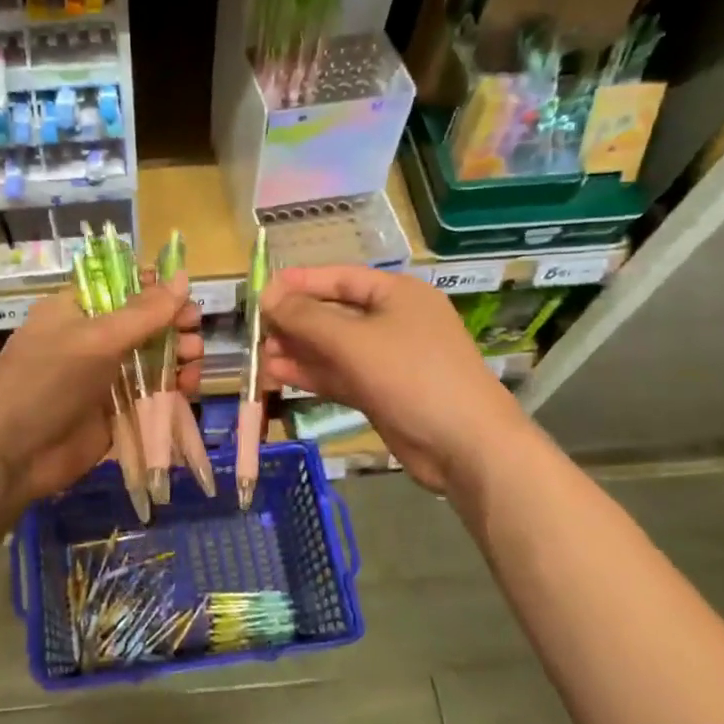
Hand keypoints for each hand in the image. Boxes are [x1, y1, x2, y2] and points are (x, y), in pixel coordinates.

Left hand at [0, 274, 201, 507]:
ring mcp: (104, 377)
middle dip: (174, 325)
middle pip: (144, 324)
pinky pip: (151, 393)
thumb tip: (182, 277)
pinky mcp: (115, 411)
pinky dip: (172, 389)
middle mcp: (92, 339)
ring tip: (193, 362)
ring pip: (152, 359)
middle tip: (194, 333)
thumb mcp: (96, 339)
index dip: (156, 288)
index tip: (185, 296)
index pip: (123, 287)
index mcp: (77, 310)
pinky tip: (188, 389)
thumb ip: (144, 312)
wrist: (11, 454)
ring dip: (178, 357)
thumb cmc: (47, 381)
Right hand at [260, 265, 522, 493]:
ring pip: (334, 348)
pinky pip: (340, 375)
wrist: (466, 445)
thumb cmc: (412, 376)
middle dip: (295, 322)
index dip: (299, 283)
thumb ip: (307, 317)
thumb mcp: (353, 341)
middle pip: (334, 313)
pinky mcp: (382, 392)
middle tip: (257, 332)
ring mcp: (388, 359)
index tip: (261, 291)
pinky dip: (312, 374)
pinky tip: (279, 375)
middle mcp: (393, 320)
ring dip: (299, 351)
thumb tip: (268, 295)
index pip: (338, 278)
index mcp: (396, 294)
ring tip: (261, 357)